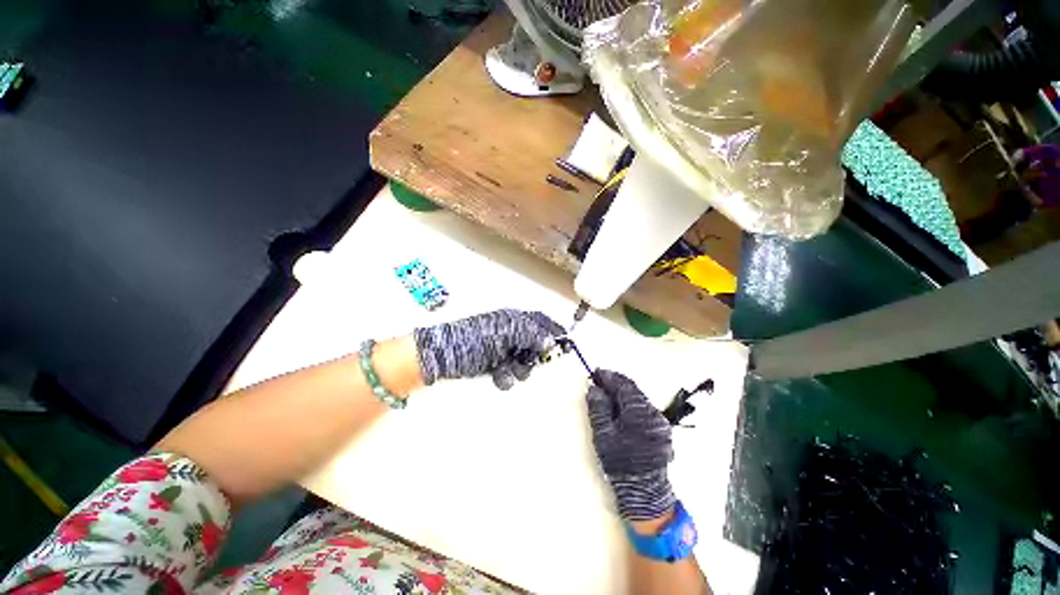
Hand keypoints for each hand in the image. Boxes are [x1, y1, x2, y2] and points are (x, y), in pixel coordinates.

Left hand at [413, 309, 564, 389]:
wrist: (442, 357)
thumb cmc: (474, 339)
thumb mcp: (503, 332)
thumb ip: (529, 334)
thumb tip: (549, 341)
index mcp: (512, 319)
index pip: (539, 321)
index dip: (553, 330)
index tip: (566, 343)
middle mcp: (509, 333)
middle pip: (534, 344)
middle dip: (534, 356)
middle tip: (530, 362)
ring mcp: (501, 350)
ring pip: (523, 361)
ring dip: (520, 369)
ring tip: (507, 370)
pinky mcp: (493, 366)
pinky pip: (510, 373)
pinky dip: (507, 376)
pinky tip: (498, 376)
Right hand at [587, 370, 674, 520]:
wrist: (644, 491)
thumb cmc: (620, 462)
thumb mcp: (603, 434)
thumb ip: (599, 408)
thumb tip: (595, 388)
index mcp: (639, 412)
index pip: (623, 385)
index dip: (609, 376)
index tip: (596, 372)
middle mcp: (653, 413)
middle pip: (633, 390)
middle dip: (615, 383)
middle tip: (599, 381)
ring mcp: (660, 421)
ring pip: (638, 399)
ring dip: (623, 393)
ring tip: (607, 394)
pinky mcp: (661, 429)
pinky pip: (644, 409)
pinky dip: (630, 404)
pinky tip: (620, 408)